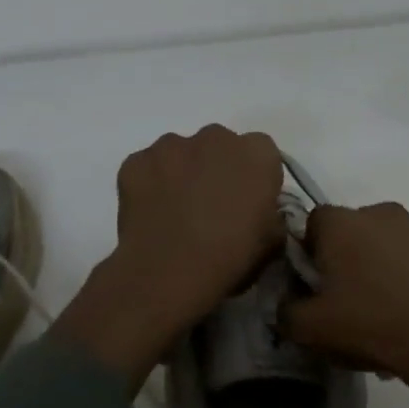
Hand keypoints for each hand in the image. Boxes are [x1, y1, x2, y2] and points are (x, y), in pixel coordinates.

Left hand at [113, 124, 285, 323]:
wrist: (170, 271)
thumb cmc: (231, 256)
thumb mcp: (272, 241)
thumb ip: (270, 213)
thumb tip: (259, 212)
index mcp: (257, 152)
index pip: (262, 153)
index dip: (254, 178)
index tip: (248, 203)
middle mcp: (215, 136)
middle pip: (219, 145)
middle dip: (217, 168)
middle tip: (211, 207)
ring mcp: (171, 145)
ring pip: (180, 153)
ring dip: (182, 173)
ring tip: (176, 212)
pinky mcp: (136, 160)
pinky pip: (147, 167)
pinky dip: (150, 184)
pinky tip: (151, 214)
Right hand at [281, 203, 408, 407]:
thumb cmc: (369, 326)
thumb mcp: (309, 330)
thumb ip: (286, 311)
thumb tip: (288, 302)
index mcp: (342, 223)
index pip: (314, 223)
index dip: (312, 251)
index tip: (317, 282)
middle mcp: (382, 213)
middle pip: (356, 228)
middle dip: (351, 254)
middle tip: (352, 296)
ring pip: (394, 239)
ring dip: (388, 260)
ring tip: (391, 304)